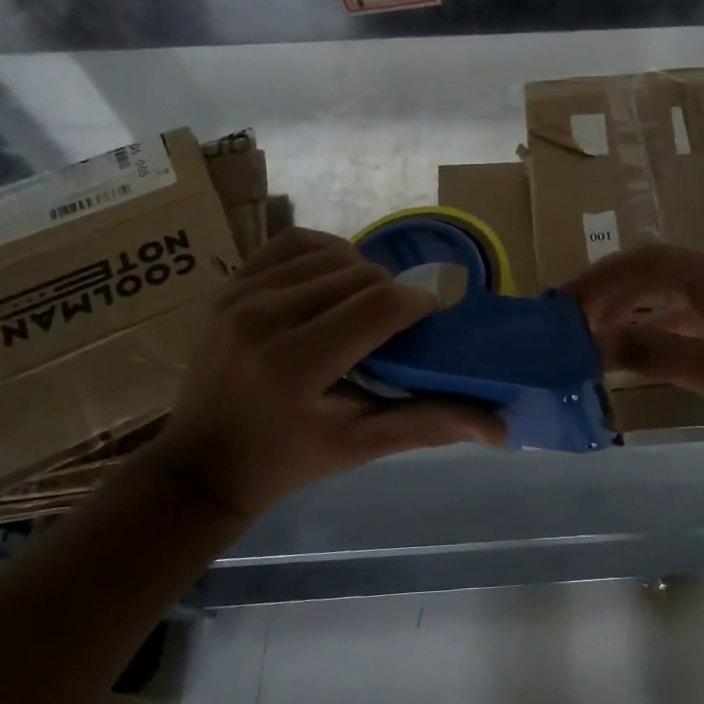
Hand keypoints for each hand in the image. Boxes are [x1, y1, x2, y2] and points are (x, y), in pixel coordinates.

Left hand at [151, 228, 503, 517]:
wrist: (203, 462)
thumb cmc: (288, 459)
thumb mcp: (360, 446)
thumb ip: (429, 423)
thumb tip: (500, 428)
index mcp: (295, 365)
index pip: (379, 306)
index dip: (420, 305)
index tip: (430, 321)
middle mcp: (264, 318)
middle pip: (362, 275)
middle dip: (393, 294)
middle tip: (396, 328)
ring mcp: (240, 295)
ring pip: (333, 254)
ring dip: (362, 275)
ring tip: (365, 308)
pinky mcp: (230, 284)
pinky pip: (293, 242)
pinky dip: (326, 254)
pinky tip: (333, 282)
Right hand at [569, 243, 703, 459]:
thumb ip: (656, 353)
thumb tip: (598, 341)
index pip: (648, 262)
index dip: (602, 279)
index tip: (565, 305)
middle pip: (655, 274)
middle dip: (610, 293)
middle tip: (569, 322)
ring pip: (669, 299)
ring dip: (630, 314)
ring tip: (590, 337)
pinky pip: (685, 324)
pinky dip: (655, 335)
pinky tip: (633, 355)